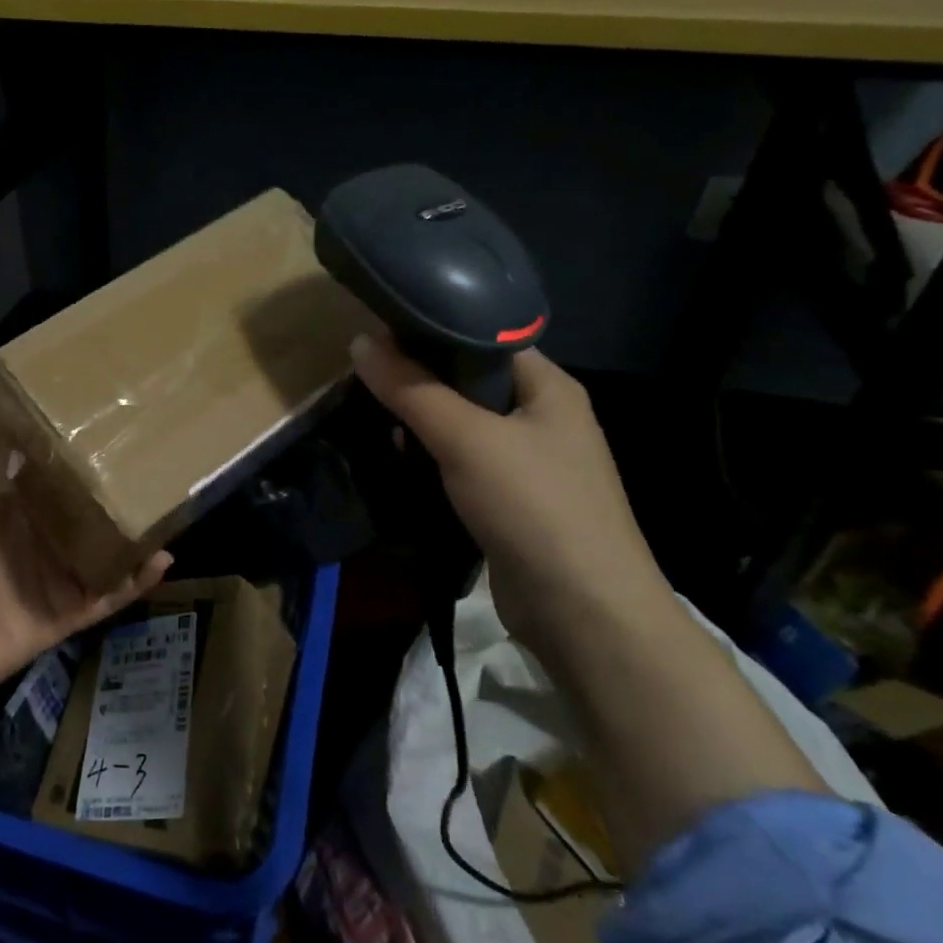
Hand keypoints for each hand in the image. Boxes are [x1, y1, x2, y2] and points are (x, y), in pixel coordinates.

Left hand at [0, 409, 171, 703]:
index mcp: (7, 513)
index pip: (47, 481)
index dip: (72, 459)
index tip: (105, 430)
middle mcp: (33, 543)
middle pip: (80, 515)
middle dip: (110, 495)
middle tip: (151, 465)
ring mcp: (52, 581)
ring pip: (102, 554)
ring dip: (131, 537)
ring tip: (167, 511)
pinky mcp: (67, 615)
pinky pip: (109, 596)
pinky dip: (136, 581)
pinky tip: (163, 558)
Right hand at [349, 331, 672, 649]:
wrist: (583, 611)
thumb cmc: (532, 505)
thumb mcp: (466, 438)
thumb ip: (412, 390)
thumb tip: (359, 343)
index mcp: (549, 387)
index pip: (484, 337)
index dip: (432, 331)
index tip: (378, 336)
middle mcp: (543, 417)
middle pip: (469, 381)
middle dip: (420, 381)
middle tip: (369, 381)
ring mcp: (530, 462)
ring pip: (463, 425)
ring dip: (422, 423)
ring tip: (378, 420)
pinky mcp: (512, 500)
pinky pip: (464, 463)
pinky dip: (433, 459)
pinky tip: (401, 462)